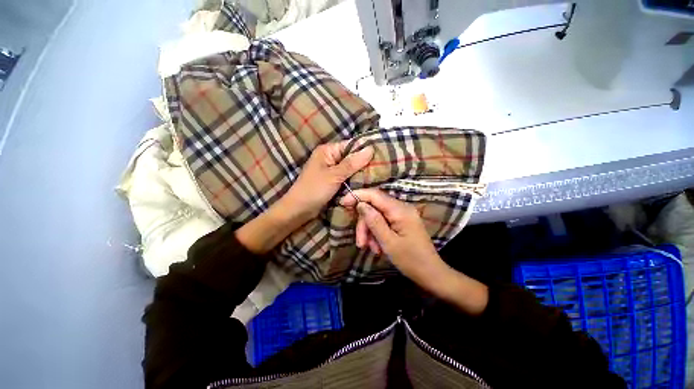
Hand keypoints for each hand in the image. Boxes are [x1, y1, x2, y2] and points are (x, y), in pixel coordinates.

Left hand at [283, 141, 373, 222]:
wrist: (299, 209)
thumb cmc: (314, 189)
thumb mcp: (334, 175)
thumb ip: (352, 163)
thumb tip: (370, 149)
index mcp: (328, 150)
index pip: (351, 145)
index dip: (365, 150)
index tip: (382, 155)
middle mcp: (330, 157)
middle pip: (351, 157)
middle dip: (365, 162)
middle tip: (383, 167)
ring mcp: (332, 170)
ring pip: (351, 168)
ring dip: (361, 172)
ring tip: (379, 174)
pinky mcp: (333, 180)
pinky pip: (347, 177)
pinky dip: (355, 179)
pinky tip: (367, 182)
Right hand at [339, 189, 446, 289]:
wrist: (430, 273)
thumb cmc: (410, 260)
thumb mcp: (388, 242)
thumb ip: (374, 221)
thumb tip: (360, 204)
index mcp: (400, 210)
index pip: (375, 195)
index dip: (357, 196)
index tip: (343, 202)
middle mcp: (402, 208)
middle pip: (374, 207)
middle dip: (364, 224)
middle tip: (360, 242)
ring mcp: (402, 214)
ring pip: (377, 216)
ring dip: (370, 231)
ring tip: (371, 248)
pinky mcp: (402, 221)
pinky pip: (384, 222)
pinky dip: (377, 233)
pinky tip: (378, 247)